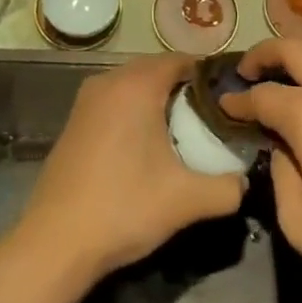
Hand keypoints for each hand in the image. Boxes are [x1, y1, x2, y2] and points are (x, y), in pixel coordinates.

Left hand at [13, 54, 246, 282]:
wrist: (55, 242)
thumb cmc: (124, 208)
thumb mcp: (187, 201)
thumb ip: (228, 187)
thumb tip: (245, 182)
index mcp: (136, 85)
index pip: (181, 60)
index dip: (208, 76)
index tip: (230, 100)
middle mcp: (109, 81)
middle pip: (156, 69)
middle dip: (185, 89)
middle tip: (211, 120)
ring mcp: (86, 100)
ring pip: (133, 86)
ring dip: (158, 101)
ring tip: (183, 134)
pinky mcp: (74, 122)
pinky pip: (114, 102)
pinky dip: (134, 113)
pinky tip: (147, 148)